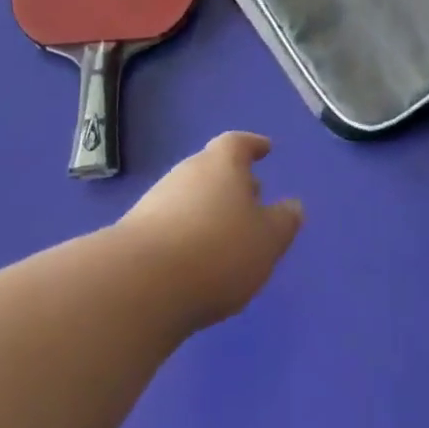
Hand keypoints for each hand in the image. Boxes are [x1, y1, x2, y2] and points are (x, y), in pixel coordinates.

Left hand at [118, 131, 303, 330]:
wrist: (141, 284)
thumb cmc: (218, 251)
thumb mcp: (267, 240)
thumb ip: (284, 221)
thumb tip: (293, 205)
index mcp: (221, 164)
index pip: (238, 143)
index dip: (253, 145)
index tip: (265, 148)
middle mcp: (187, 172)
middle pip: (212, 167)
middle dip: (232, 180)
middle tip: (252, 196)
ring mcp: (156, 200)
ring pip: (191, 195)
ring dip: (209, 207)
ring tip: (226, 232)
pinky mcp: (135, 232)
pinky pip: (171, 222)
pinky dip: (187, 231)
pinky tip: (196, 257)